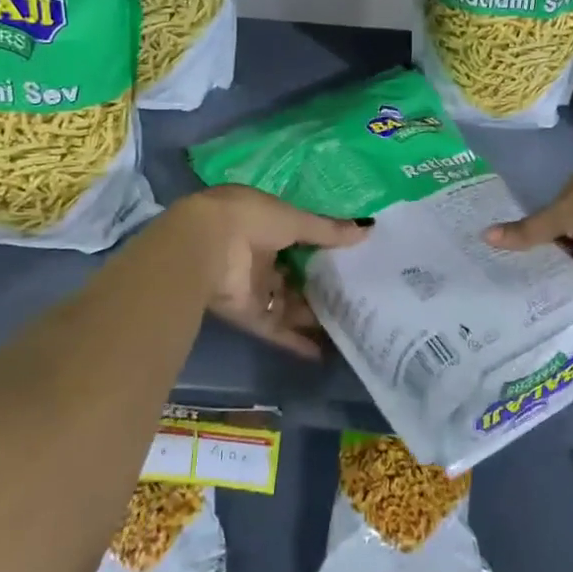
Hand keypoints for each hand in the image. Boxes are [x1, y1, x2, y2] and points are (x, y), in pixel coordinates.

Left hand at [181, 186, 370, 358]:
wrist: (204, 248)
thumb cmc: (250, 220)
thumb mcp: (295, 220)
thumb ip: (329, 230)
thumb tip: (368, 229)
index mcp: (264, 221)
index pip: (297, 234)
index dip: (322, 244)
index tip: (351, 255)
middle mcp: (257, 252)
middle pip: (294, 271)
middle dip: (320, 282)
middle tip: (356, 293)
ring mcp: (250, 284)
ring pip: (287, 302)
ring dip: (312, 313)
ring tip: (349, 323)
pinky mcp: (246, 314)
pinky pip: (276, 328)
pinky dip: (296, 340)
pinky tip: (323, 352)